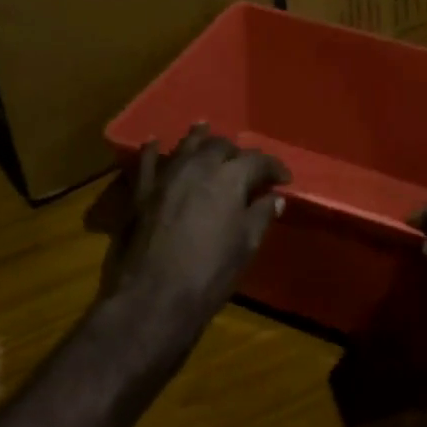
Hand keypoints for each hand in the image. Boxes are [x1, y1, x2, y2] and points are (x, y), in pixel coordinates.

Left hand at [96, 124, 290, 366]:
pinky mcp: (142, 190)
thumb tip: (275, 198)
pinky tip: (155, 142)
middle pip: (220, 146)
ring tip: (205, 130)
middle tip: (245, 167)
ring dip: (199, 138)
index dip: (273, 167)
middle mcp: (198, 166)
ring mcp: (167, 175)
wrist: (155, 296)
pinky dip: (154, 150)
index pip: (257, 160)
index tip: (283, 179)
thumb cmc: (210, 274)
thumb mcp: (245, 246)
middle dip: (236, 153)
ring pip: (186, 146)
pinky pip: (148, 161)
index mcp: (229, 177)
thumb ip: (261, 216)